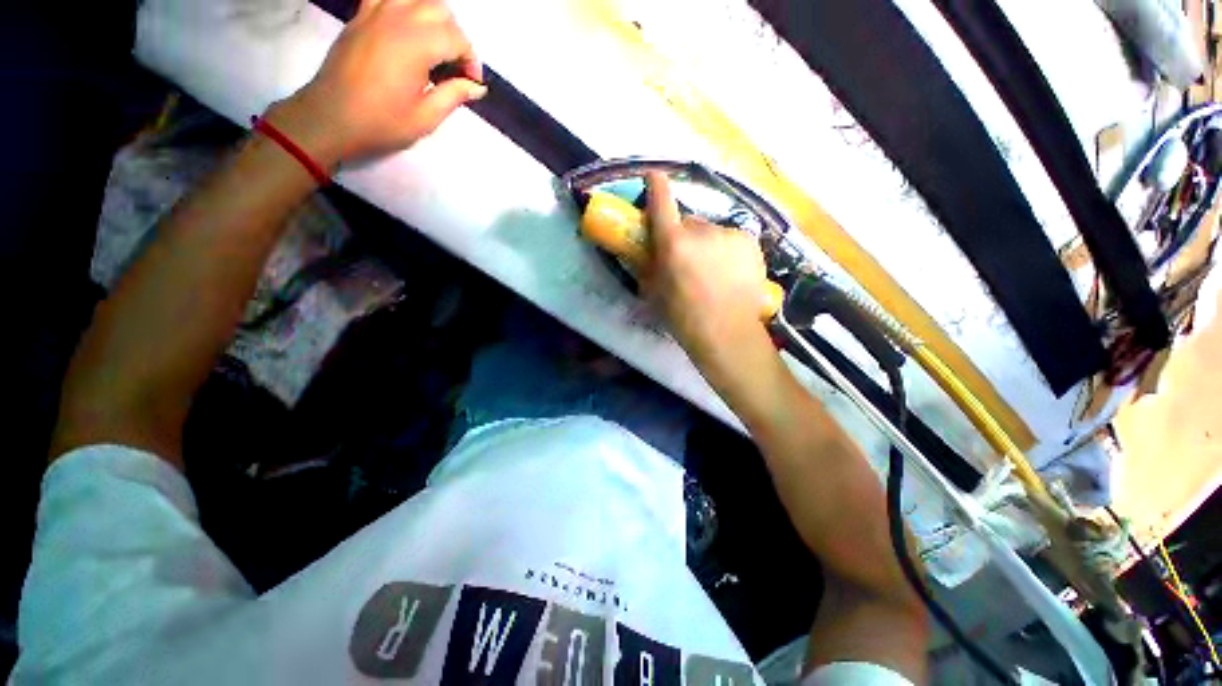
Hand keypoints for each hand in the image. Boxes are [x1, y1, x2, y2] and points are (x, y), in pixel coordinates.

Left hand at [270, 0, 485, 166]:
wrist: (331, 117)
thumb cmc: (381, 122)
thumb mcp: (426, 118)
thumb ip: (454, 95)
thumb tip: (476, 86)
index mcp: (415, 44)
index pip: (456, 38)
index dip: (470, 60)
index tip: (471, 83)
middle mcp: (397, 18)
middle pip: (439, 10)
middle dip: (455, 36)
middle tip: (455, 67)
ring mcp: (375, 13)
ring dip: (433, 18)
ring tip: (435, 46)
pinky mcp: (361, 16)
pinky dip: (405, 8)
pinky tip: (408, 29)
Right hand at [642, 172, 776, 390]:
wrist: (726, 334)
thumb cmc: (683, 318)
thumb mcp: (654, 293)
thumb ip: (649, 267)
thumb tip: (647, 253)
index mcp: (673, 243)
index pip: (662, 203)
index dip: (656, 186)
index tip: (653, 175)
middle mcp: (702, 231)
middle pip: (688, 222)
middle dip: (683, 235)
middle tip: (686, 260)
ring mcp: (729, 234)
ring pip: (711, 232)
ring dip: (707, 244)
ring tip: (711, 273)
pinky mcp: (749, 242)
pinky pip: (730, 240)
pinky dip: (726, 251)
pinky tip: (729, 274)